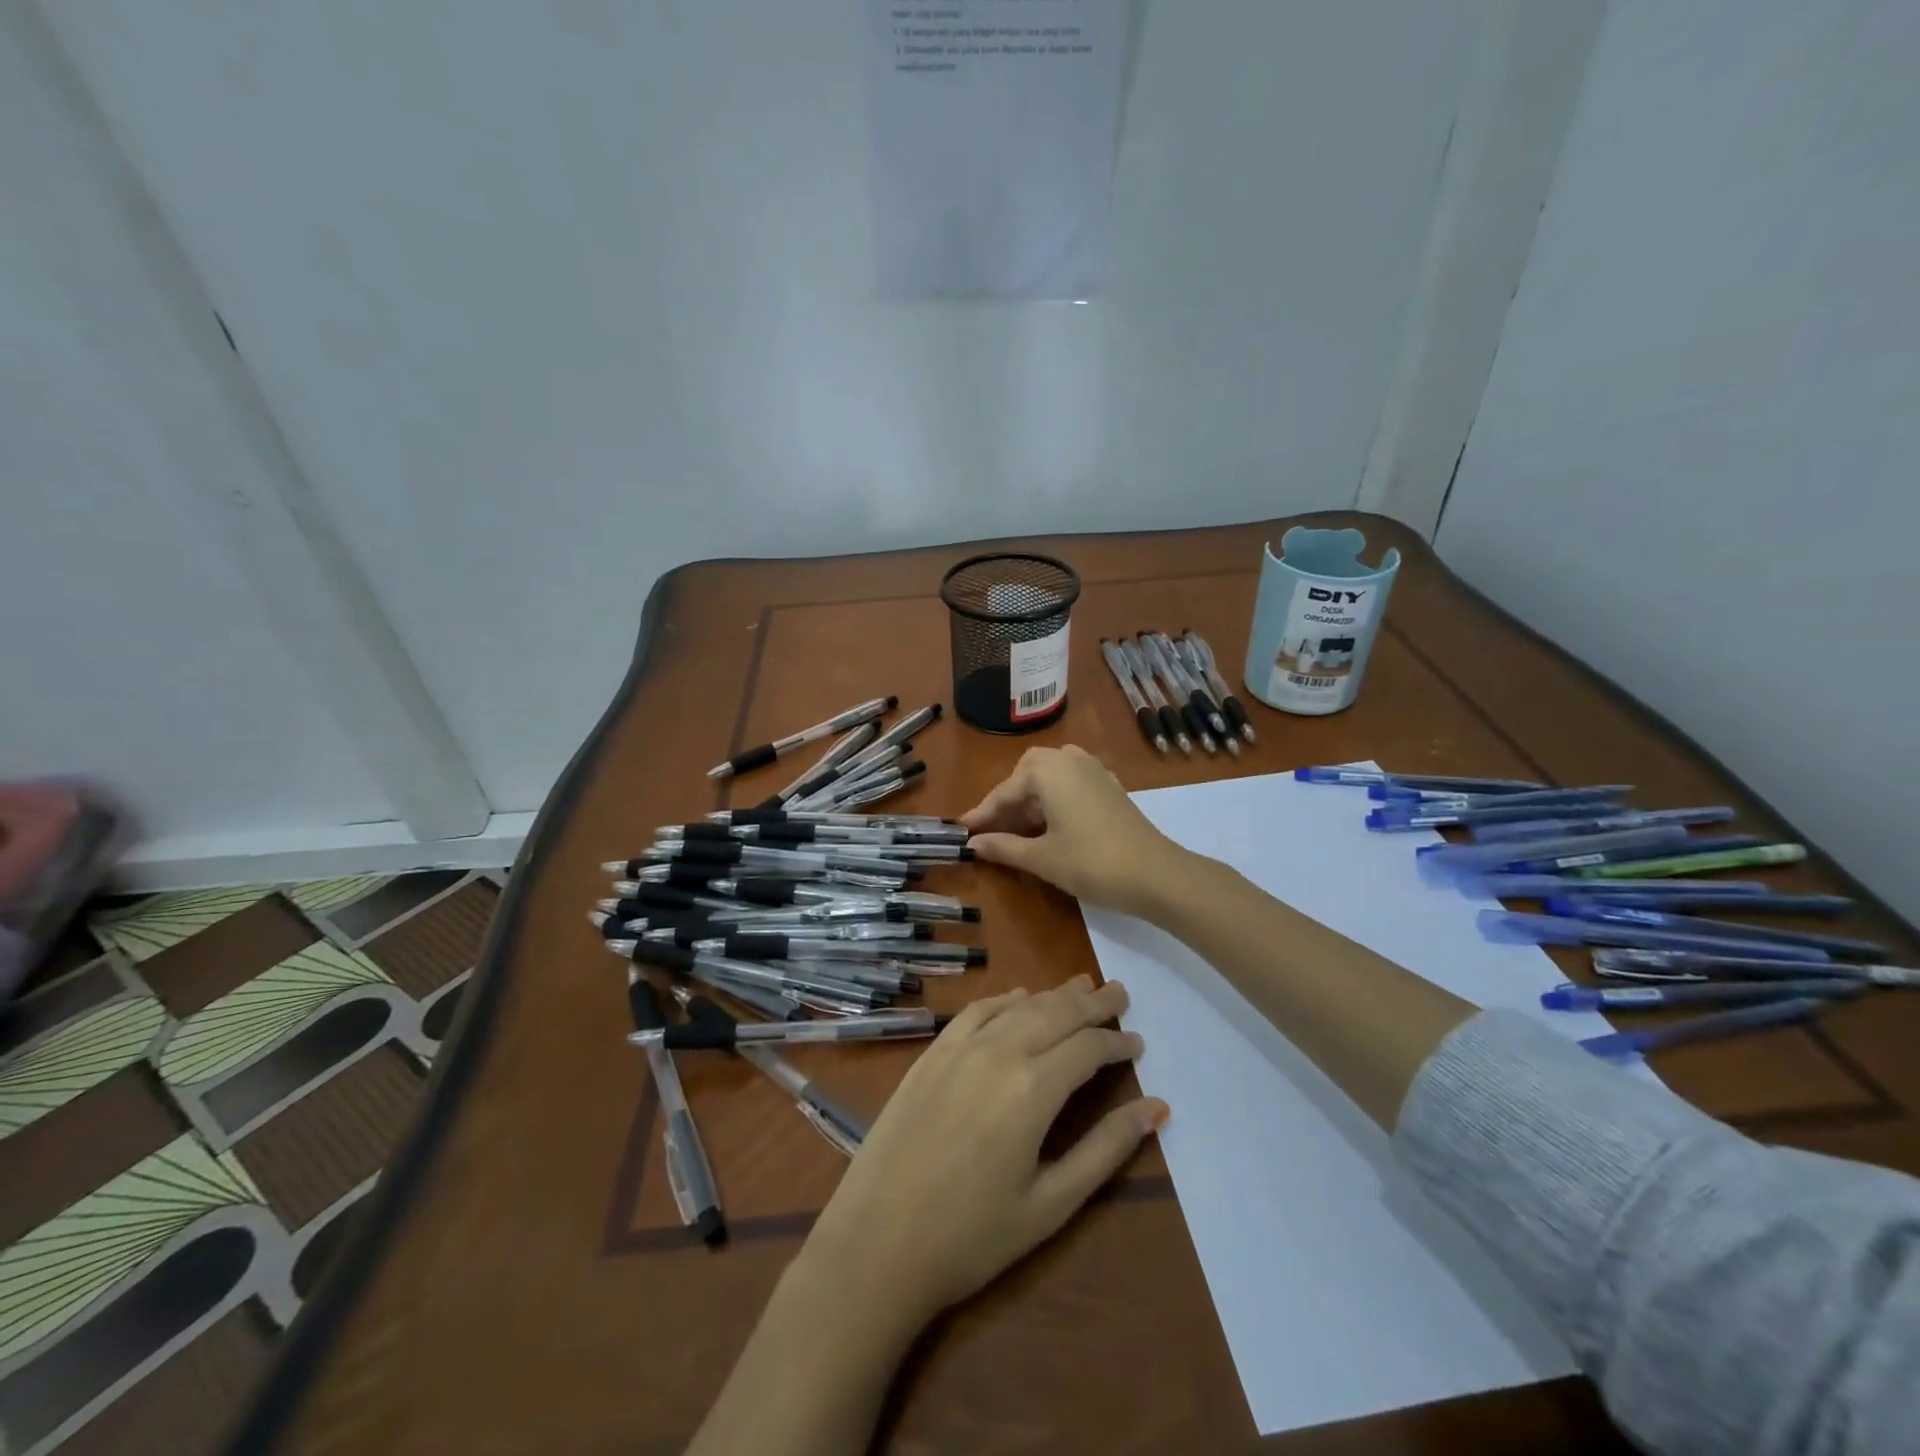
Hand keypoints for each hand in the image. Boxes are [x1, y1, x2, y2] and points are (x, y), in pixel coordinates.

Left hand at [803, 976, 1167, 1330]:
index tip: (1138, 1042)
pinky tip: (1018, 996)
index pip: (1088, 1048)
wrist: (877, 1242)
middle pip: (1056, 1013)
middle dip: (1092, 1002)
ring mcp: (959, 1048)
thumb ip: (1105, 1150)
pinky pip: (975, 1011)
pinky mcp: (931, 1054)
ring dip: (1053, 994)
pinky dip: (1004, 998)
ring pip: (1018, 1005)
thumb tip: (1156, 1108)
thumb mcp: (1051, 1204)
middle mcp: (999, 1052)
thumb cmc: (972, 1237)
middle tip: (1120, 992)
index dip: (1117, 1042)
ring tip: (1081, 985)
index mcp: (1033, 1089)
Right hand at [962, 745, 1189, 914]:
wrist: (1156, 874)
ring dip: (1031, 799)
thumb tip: (973, 843)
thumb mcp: (1041, 858)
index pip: (1005, 791)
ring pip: (1050, 776)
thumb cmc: (1091, 863)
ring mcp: (1094, 771)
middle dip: (1008, 800)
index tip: (963, 830)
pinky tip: (1051, 825)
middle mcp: (1070, 760)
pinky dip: (1054, 799)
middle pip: (1027, 774)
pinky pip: (1071, 784)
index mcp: (1048, 770)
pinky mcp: (1110, 787)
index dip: (983, 814)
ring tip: (1019, 829)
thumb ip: (1003, 847)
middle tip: (993, 829)